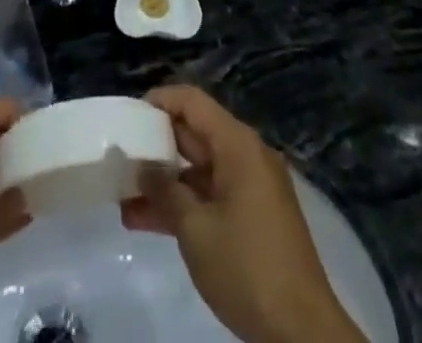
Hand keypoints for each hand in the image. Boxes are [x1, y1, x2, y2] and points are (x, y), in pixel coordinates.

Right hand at [122, 87, 366, 342]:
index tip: (128, 117)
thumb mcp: (196, 229)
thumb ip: (165, 191)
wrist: (302, 331)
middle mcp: (246, 155)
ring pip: (200, 171)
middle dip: (156, 147)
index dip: (160, 101)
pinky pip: (212, 195)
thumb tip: (142, 167)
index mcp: (238, 144)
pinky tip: (147, 221)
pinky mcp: (252, 217)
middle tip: (120, 159)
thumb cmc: (246, 266)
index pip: (193, 102)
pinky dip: (184, 204)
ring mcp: (251, 187)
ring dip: (165, 184)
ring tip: (123, 200)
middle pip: (195, 134)